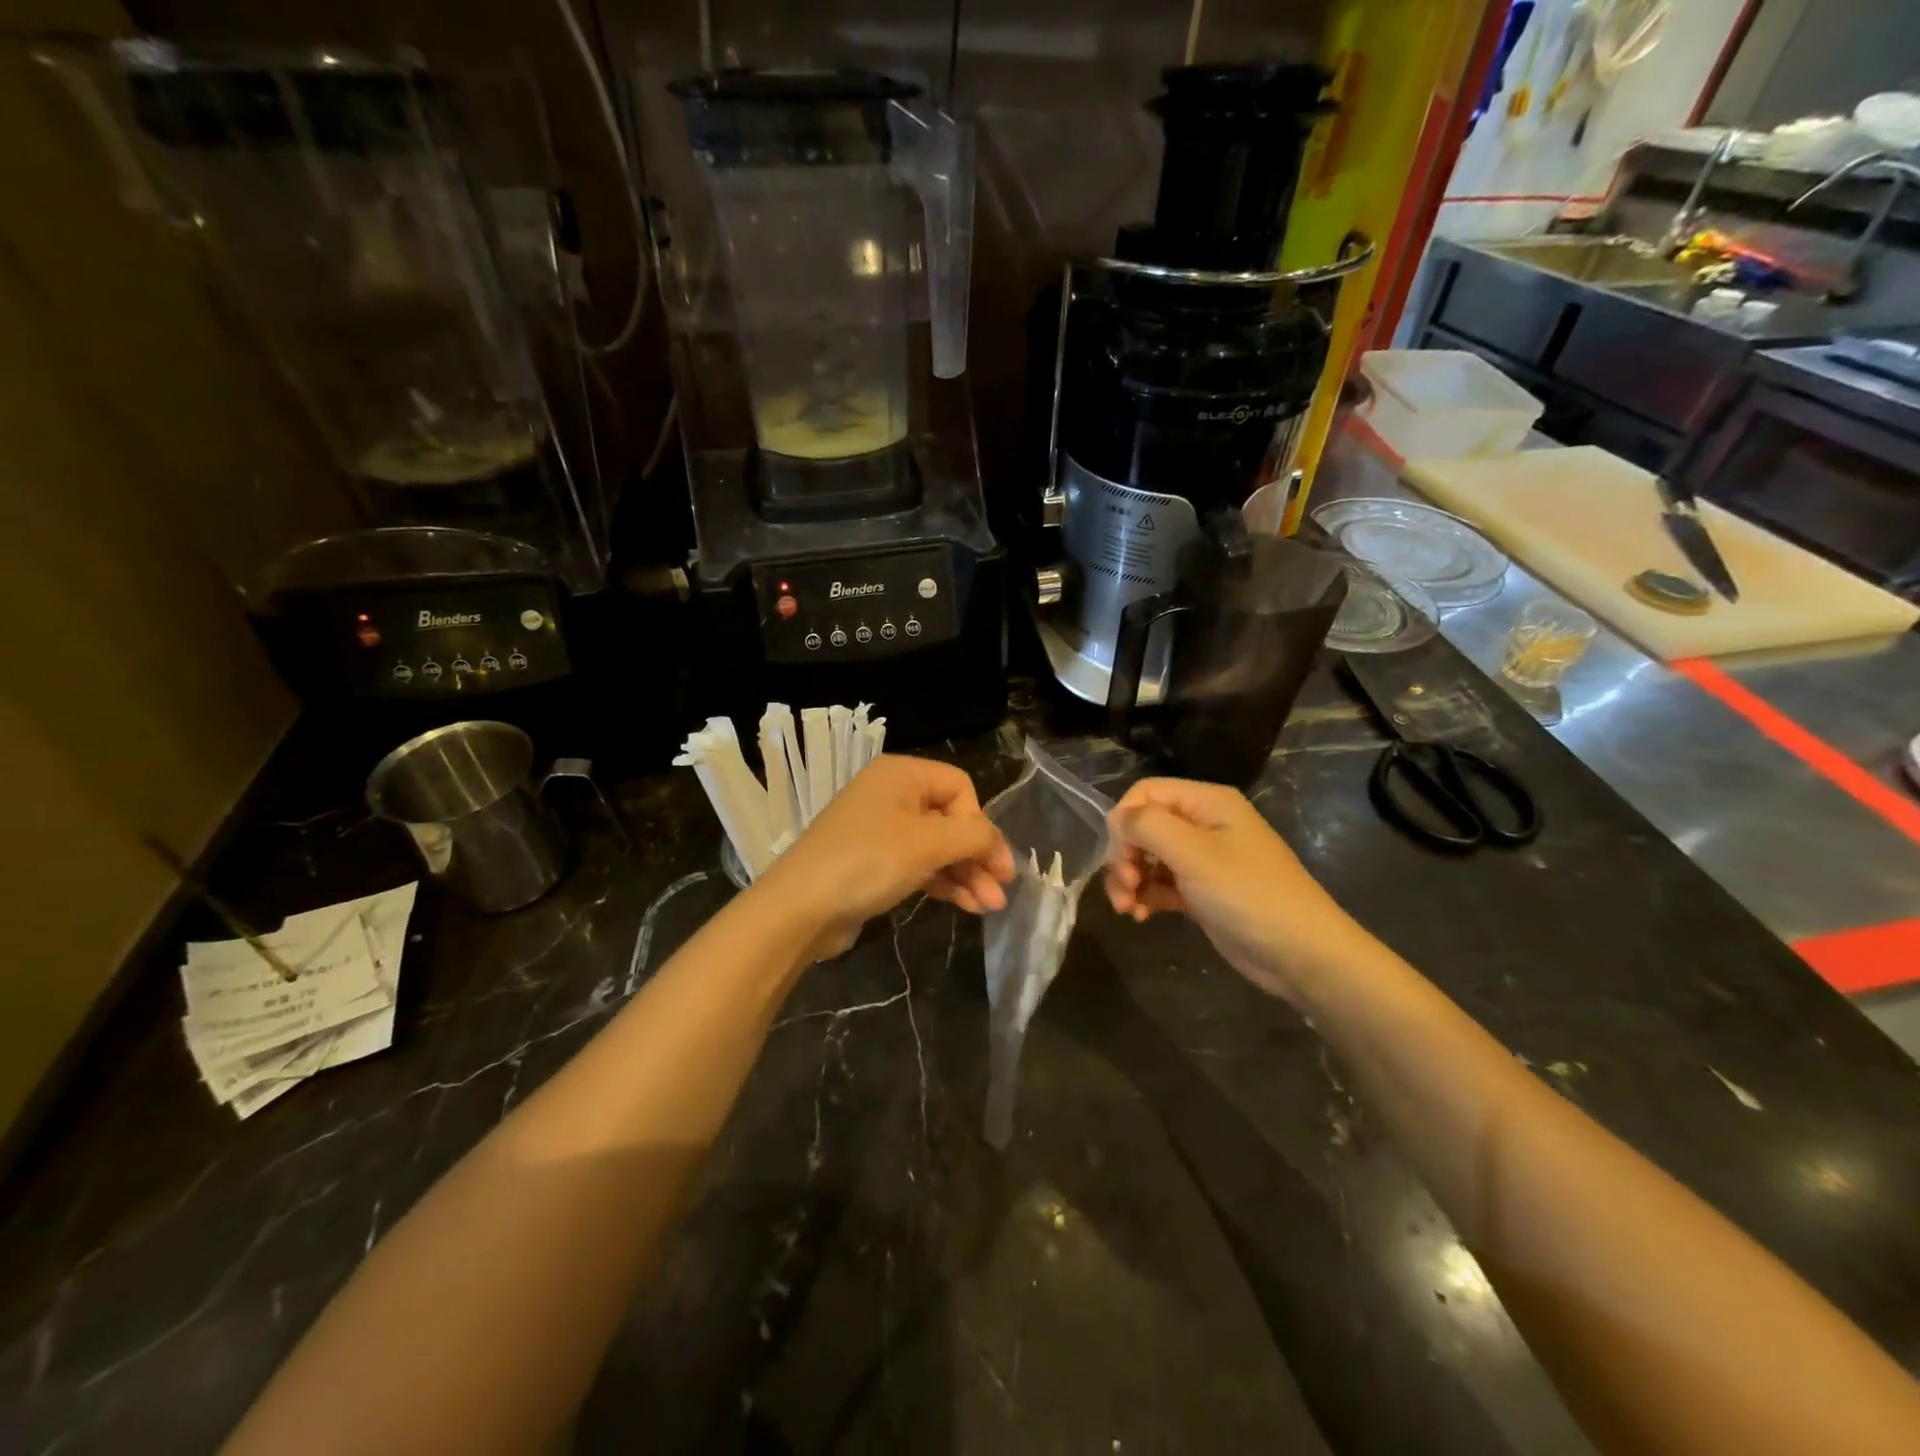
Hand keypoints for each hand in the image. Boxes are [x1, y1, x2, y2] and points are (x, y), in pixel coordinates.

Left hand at [754, 755, 1014, 959]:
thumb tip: (998, 844)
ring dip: (965, 873)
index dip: (980, 824)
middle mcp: (891, 794)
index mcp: (902, 774)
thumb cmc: (868, 861)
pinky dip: (942, 881)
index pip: (960, 787)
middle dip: (977, 856)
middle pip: (951, 818)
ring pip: (937, 846)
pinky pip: (918, 864)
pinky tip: (965, 905)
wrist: (801, 908)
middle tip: (1000, 892)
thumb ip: (974, 836)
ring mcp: (880, 829)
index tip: (993, 862)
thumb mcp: (929, 843)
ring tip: (988, 906)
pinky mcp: (873, 861)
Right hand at [1104, 778, 1362, 1003]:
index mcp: (1207, 802)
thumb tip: (1116, 820)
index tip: (1118, 857)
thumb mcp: (1195, 854)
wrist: (1302, 954)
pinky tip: (1141, 916)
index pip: (1145, 793)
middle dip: (1124, 856)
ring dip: (1130, 880)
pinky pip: (1161, 883)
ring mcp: (1203, 859)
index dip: (1123, 820)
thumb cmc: (1249, 895)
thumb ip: (1148, 827)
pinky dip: (1146, 896)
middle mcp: (1203, 824)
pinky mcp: (1202, 892)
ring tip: (1127, 908)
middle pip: (1144, 826)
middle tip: (1122, 889)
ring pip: (1148, 857)